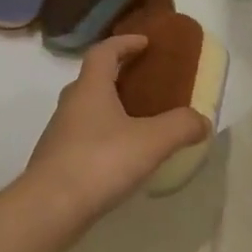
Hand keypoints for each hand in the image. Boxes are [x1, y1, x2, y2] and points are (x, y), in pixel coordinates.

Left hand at [17, 34, 210, 232]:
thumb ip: (181, 126)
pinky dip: (102, 136)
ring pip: (87, 109)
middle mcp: (71, 104)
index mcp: (90, 88)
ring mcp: (59, 133)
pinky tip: (120, 157)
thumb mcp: (151, 142)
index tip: (145, 42)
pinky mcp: (57, 160)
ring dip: (109, 108)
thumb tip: (202, 120)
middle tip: (145, 82)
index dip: (124, 43)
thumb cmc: (100, 162)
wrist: (49, 208)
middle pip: (93, 79)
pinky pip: (83, 137)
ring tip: (137, 122)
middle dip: (118, 75)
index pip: (104, 51)